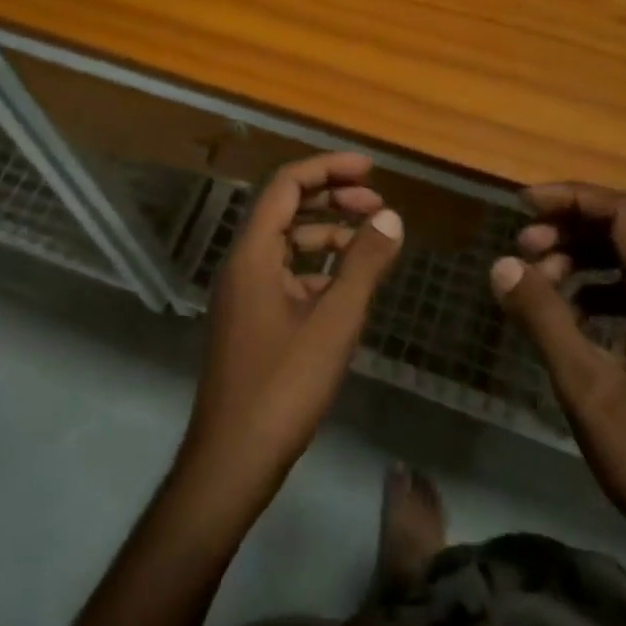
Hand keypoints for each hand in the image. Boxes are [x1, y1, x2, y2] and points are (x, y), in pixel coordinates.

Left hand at [181, 152, 403, 504]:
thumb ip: (363, 264)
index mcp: (253, 253)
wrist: (235, 456)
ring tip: (372, 240)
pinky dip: (318, 268)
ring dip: (327, 234)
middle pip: (285, 209)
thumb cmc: (284, 383)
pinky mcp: (252, 319)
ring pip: (287, 244)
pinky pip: (286, 275)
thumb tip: (391, 217)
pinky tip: (349, 284)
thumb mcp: (334, 320)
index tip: (369, 170)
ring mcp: (245, 293)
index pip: (286, 185)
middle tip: (378, 203)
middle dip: (332, 198)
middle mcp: (243, 264)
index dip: (327, 169)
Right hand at [490, 183, 625, 561]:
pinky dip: (592, 289)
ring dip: (577, 259)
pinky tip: (564, 315)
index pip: (623, 214)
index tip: (523, 206)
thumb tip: (502, 265)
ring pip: (624, 260)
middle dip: (568, 229)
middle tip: (521, 251)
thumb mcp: (585, 384)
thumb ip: (543, 317)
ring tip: (536, 282)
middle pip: (624, 231)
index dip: (572, 198)